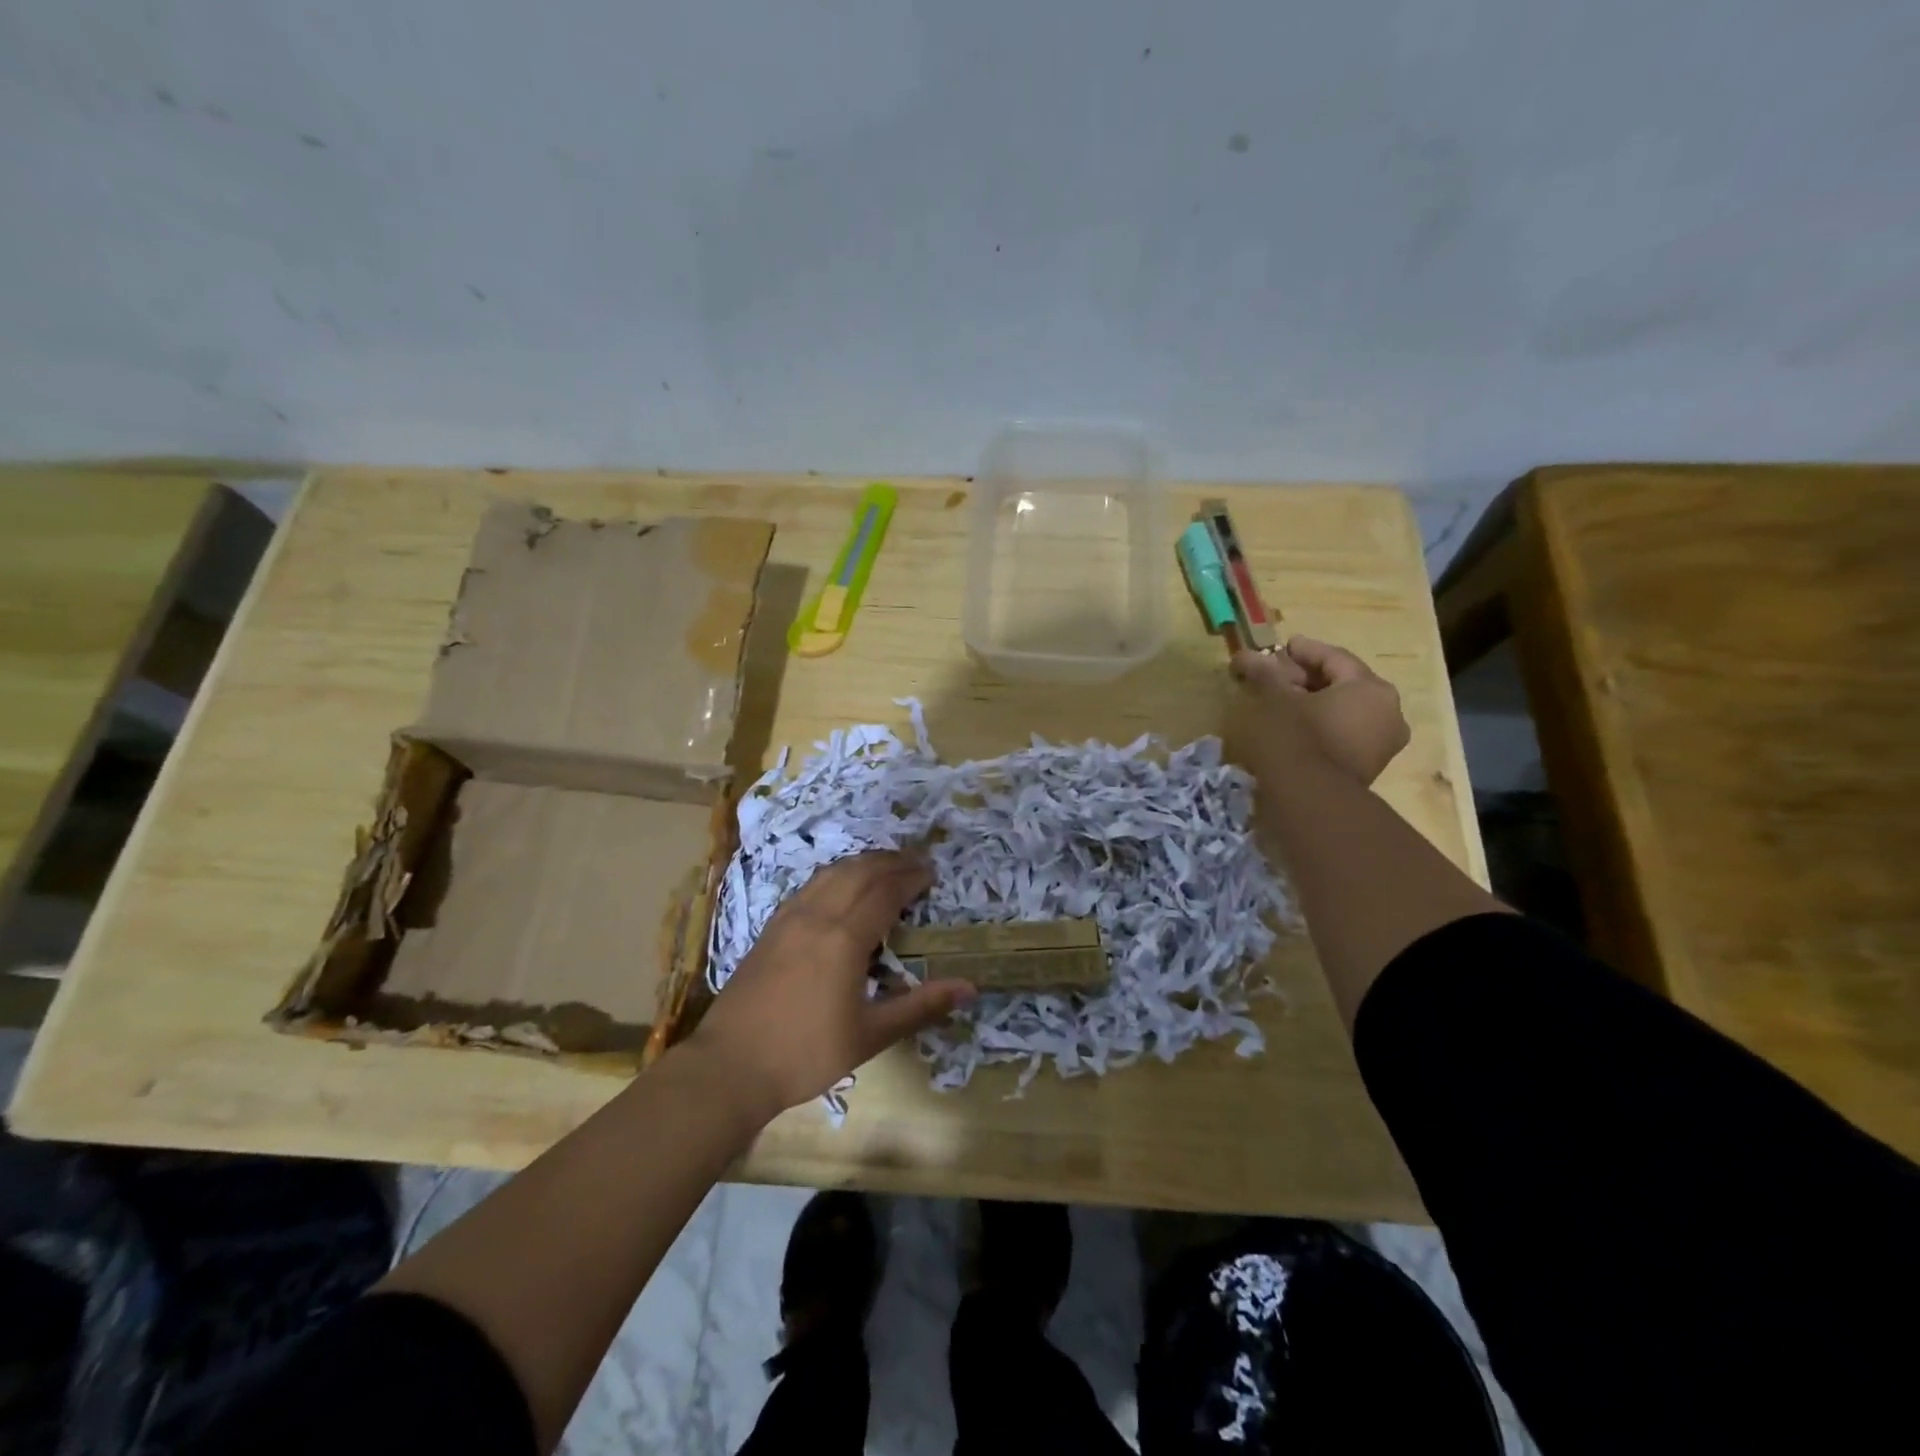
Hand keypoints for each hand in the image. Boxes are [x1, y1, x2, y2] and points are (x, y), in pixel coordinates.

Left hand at [686, 850, 974, 1119]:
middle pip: (860, 871)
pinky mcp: (771, 926)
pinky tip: (841, 885)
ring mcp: (789, 917)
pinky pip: (811, 884)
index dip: (911, 878)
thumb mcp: (870, 1036)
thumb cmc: (806, 1054)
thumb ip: (920, 1006)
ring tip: (886, 865)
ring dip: (864, 862)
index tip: (933, 874)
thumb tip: (970, 987)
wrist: (730, 1066)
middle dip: (892, 861)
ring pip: (832, 872)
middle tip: (918, 863)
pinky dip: (836, 873)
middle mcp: (817, 915)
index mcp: (844, 938)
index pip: (885, 891)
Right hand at [1229, 636, 1410, 785]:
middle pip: (1342, 684)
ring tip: (1279, 701)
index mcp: (1371, 689)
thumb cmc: (1295, 738)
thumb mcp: (1274, 699)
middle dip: (1306, 678)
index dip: (1303, 651)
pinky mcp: (1367, 768)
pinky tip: (1292, 725)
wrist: (1309, 801)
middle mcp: (1388, 713)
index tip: (1280, 647)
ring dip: (1312, 702)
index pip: (1334, 658)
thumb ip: (1264, 674)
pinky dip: (1320, 724)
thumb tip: (1245, 656)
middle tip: (1274, 675)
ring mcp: (1381, 744)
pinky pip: (1343, 733)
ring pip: (1343, 711)